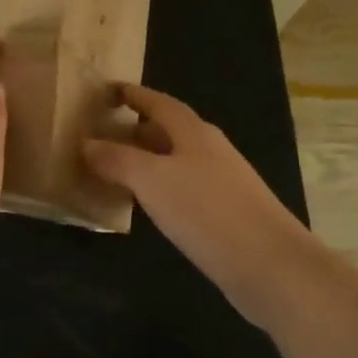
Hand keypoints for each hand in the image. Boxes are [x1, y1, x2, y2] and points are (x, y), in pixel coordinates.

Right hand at [83, 84, 311, 322]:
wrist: (271, 267)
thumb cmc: (207, 211)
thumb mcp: (152, 180)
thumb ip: (117, 159)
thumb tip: (86, 143)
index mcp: (194, 133)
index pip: (159, 103)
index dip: (134, 95)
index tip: (107, 91)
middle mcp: (209, 151)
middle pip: (168, 131)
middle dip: (135, 129)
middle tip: (101, 134)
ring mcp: (221, 183)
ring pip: (175, 161)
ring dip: (145, 161)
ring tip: (113, 169)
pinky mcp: (225, 215)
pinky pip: (182, 189)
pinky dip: (158, 189)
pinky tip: (144, 206)